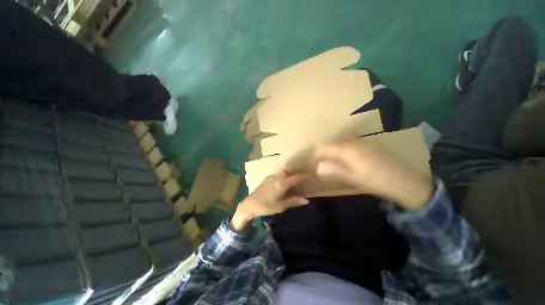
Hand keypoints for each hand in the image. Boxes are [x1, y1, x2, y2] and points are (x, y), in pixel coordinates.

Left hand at [230, 172, 308, 230]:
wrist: (249, 204)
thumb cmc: (265, 207)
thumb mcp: (281, 206)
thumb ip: (294, 201)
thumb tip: (306, 200)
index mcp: (281, 184)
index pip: (296, 178)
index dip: (304, 176)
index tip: (311, 175)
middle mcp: (277, 177)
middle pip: (290, 172)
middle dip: (298, 173)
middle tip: (304, 177)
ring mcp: (271, 176)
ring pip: (285, 173)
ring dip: (291, 174)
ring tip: (296, 180)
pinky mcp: (267, 178)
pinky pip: (279, 174)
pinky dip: (285, 176)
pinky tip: (286, 182)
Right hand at [315, 141, 431, 209]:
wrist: (406, 181)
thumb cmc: (376, 181)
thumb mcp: (353, 177)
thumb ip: (333, 171)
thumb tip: (317, 168)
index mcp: (347, 149)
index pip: (325, 148)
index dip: (318, 155)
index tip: (314, 163)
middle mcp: (353, 142)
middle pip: (333, 145)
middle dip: (325, 153)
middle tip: (322, 165)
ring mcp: (362, 142)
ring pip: (341, 144)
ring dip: (334, 152)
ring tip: (332, 164)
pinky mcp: (368, 145)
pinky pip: (350, 145)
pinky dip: (344, 152)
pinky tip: (347, 161)